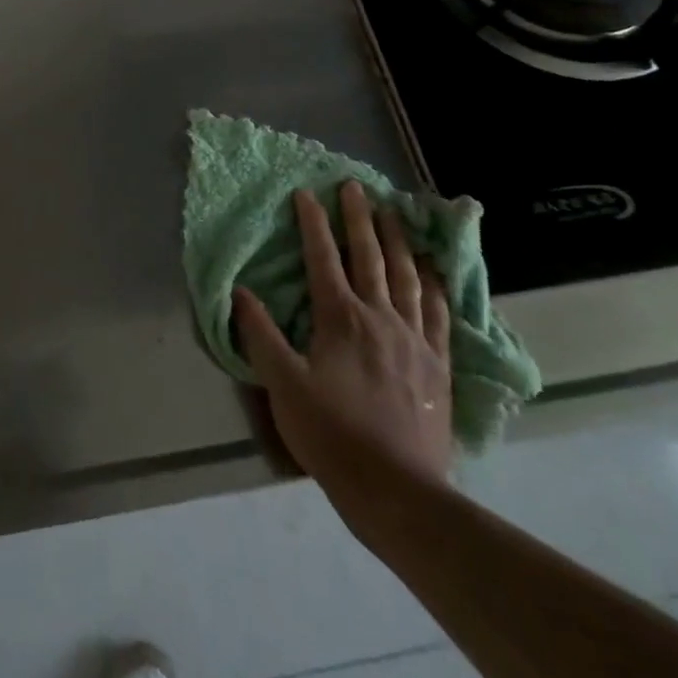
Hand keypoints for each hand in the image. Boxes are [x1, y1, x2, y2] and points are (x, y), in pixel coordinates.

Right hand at [233, 181, 452, 527]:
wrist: (396, 490)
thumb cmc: (331, 434)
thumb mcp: (282, 384)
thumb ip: (260, 334)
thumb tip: (239, 292)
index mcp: (340, 318)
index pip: (323, 258)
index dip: (313, 223)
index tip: (306, 192)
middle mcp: (380, 317)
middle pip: (369, 256)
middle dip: (359, 218)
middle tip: (355, 186)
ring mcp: (414, 339)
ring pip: (407, 277)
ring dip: (398, 241)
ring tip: (394, 213)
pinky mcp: (437, 364)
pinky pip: (439, 314)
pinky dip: (434, 286)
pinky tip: (433, 271)